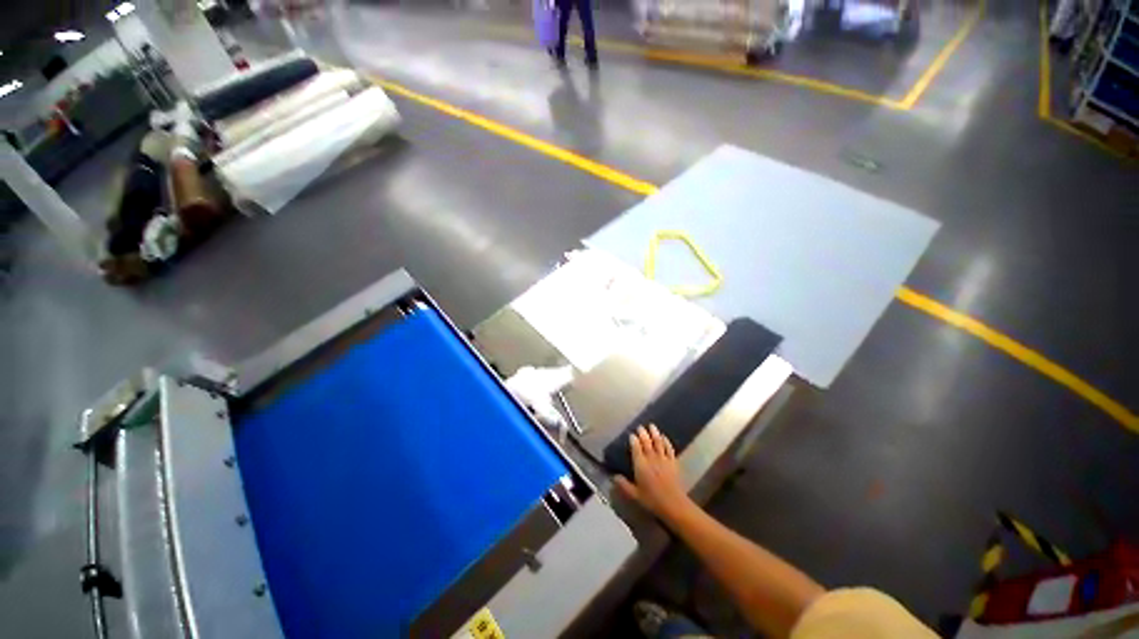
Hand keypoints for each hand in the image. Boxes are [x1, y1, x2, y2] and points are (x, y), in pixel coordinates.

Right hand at [615, 425, 692, 520]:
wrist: (673, 504)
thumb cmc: (652, 500)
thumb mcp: (634, 495)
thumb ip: (624, 485)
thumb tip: (614, 477)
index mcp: (640, 465)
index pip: (636, 448)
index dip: (633, 440)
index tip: (631, 434)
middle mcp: (651, 458)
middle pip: (646, 442)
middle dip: (643, 433)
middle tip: (640, 427)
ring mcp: (663, 459)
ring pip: (658, 442)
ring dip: (654, 433)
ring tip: (652, 426)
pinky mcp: (673, 462)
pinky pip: (669, 448)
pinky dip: (666, 441)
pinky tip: (664, 437)